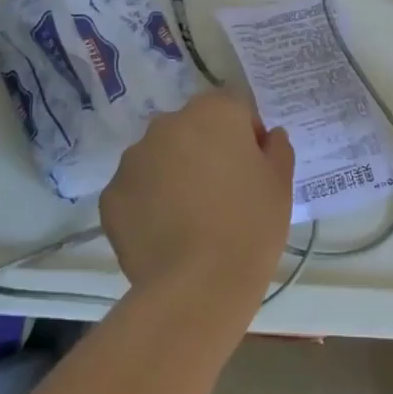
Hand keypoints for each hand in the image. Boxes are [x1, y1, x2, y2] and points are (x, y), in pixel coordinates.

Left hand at [101, 91, 294, 316]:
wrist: (198, 285)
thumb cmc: (250, 225)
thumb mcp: (281, 184)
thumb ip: (277, 149)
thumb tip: (268, 137)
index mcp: (214, 111)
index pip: (234, 108)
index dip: (246, 136)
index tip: (252, 169)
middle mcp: (169, 122)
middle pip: (193, 128)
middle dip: (206, 150)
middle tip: (222, 194)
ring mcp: (134, 157)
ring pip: (160, 156)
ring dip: (173, 174)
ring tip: (190, 219)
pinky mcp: (111, 194)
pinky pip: (136, 189)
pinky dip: (148, 203)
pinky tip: (165, 234)